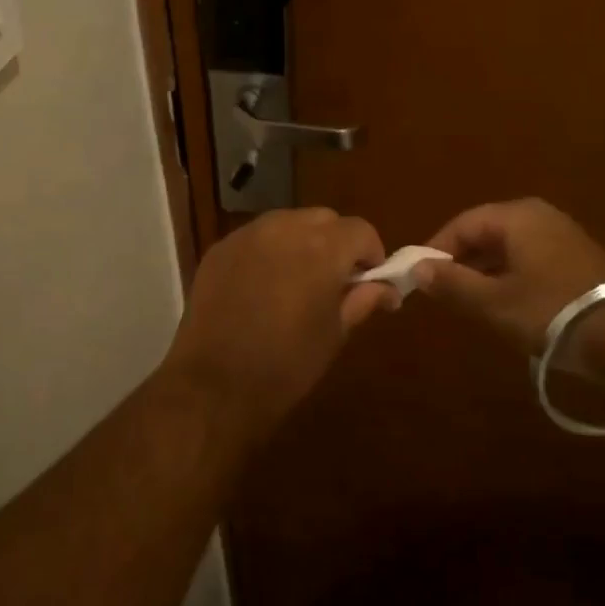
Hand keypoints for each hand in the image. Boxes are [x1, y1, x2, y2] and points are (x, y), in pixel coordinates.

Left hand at [166, 208, 396, 434]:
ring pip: (287, 222)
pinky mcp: (220, 248)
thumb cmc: (287, 365)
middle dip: (336, 243)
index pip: (360, 230)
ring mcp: (247, 235)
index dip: (371, 254)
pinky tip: (261, 286)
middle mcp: (285, 228)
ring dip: (301, 242)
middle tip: (334, 281)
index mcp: (322, 248)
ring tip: (296, 281)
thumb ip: (363, 300)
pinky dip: (268, 251)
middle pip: (324, 219)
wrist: (215, 385)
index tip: (368, 280)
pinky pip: (256, 237)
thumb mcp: (335, 334)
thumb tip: (388, 289)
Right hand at [413, 198, 604, 354]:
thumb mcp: (493, 302)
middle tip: (442, 291)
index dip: (435, 250)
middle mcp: (539, 215)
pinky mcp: (577, 256)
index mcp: (516, 216)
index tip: (419, 278)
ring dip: (484, 270)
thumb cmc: (551, 311)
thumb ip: (452, 283)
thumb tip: (417, 268)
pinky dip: (509, 275)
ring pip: (507, 247)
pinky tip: (505, 302)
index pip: (461, 224)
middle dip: (460, 260)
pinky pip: (529, 258)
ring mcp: (562, 234)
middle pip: (485, 232)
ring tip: (468, 301)